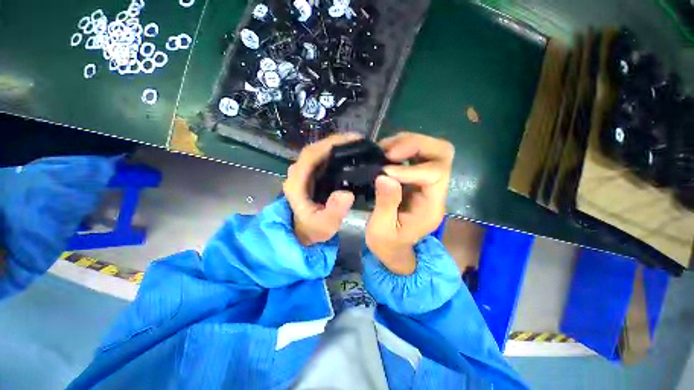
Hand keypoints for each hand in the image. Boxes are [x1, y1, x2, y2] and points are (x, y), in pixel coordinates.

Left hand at [283, 133, 361, 245]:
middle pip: (315, 149)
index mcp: (297, 182)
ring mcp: (303, 173)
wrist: (304, 232)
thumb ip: (334, 211)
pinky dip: (335, 154)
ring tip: (357, 146)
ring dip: (336, 146)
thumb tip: (347, 193)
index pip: (311, 155)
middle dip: (337, 142)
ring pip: (318, 152)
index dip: (331, 144)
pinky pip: (322, 159)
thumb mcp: (324, 225)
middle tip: (360, 141)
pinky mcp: (310, 175)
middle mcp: (297, 173)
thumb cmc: (312, 229)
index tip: (352, 139)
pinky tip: (348, 155)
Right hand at [365, 132, 453, 274]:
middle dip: (416, 145)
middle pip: (442, 154)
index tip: (384, 172)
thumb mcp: (381, 230)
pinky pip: (416, 154)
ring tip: (384, 149)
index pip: (435, 175)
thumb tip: (385, 176)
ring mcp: (427, 183)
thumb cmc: (388, 244)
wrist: (393, 248)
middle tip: (390, 151)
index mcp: (431, 208)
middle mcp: (436, 191)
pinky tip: (385, 152)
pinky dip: (401, 147)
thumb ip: (385, 204)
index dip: (410, 169)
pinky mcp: (416, 179)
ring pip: (431, 149)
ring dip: (407, 143)